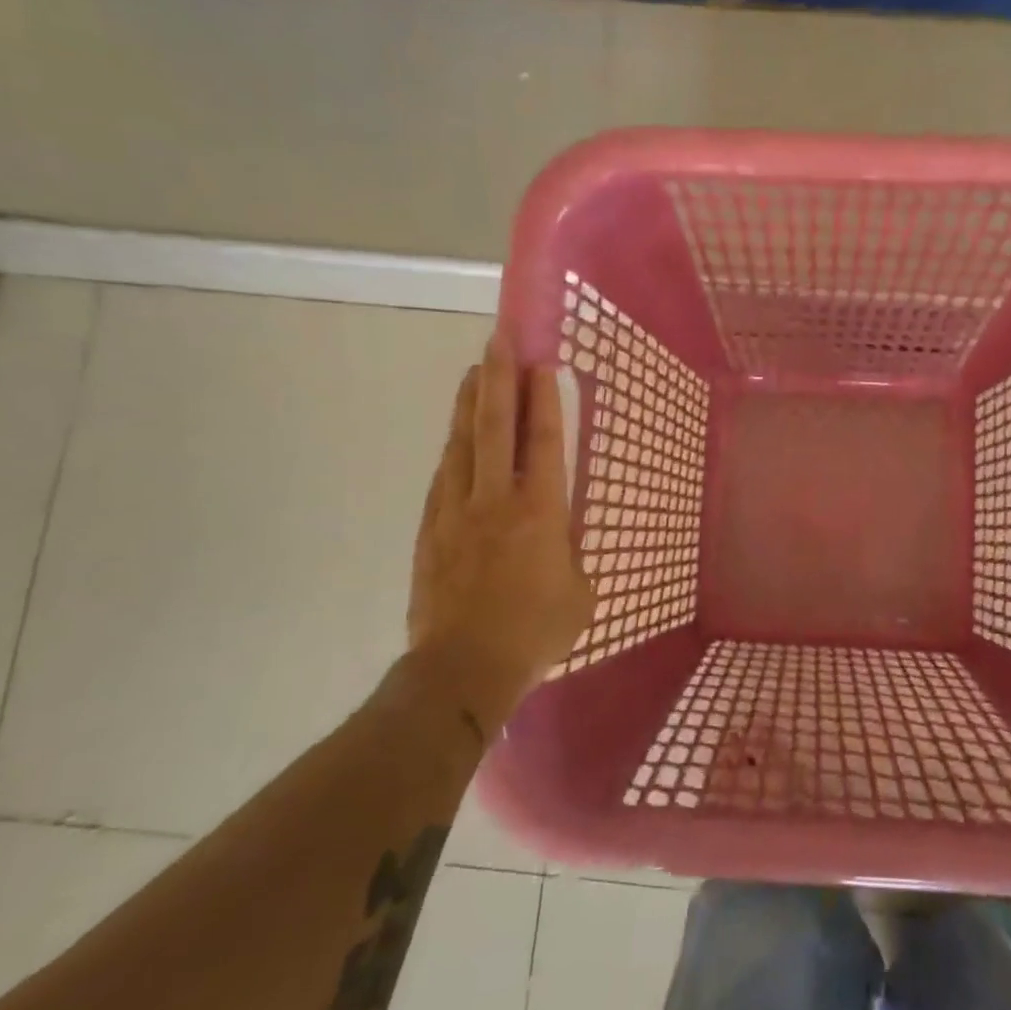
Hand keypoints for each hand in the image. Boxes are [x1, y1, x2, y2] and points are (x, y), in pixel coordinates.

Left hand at [407, 333, 594, 735]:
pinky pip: (444, 476)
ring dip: (470, 404)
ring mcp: (457, 512)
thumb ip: (569, 551)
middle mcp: (497, 500)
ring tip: (475, 370)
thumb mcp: (579, 591)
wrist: (463, 668)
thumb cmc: (535, 632)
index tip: (541, 363)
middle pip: (495, 427)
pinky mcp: (431, 530)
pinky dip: (453, 448)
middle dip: (499, 380)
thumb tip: (558, 536)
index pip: (544, 441)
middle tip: (499, 340)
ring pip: (462, 444)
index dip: (543, 399)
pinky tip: (456, 435)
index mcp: (541, 512)